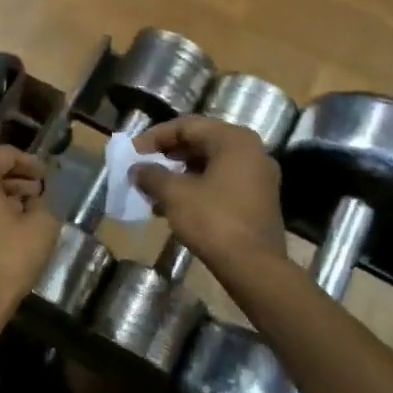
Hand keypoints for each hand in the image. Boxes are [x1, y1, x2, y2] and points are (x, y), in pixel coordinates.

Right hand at [131, 117, 287, 272]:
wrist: (254, 267)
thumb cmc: (213, 220)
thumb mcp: (175, 194)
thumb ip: (152, 175)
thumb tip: (136, 169)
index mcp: (233, 139)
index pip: (187, 125)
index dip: (155, 137)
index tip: (133, 153)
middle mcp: (251, 151)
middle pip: (200, 143)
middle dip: (168, 156)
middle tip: (143, 168)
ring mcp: (259, 176)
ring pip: (211, 165)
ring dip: (180, 175)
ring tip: (154, 191)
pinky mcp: (259, 200)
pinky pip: (222, 183)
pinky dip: (197, 188)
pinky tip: (175, 207)